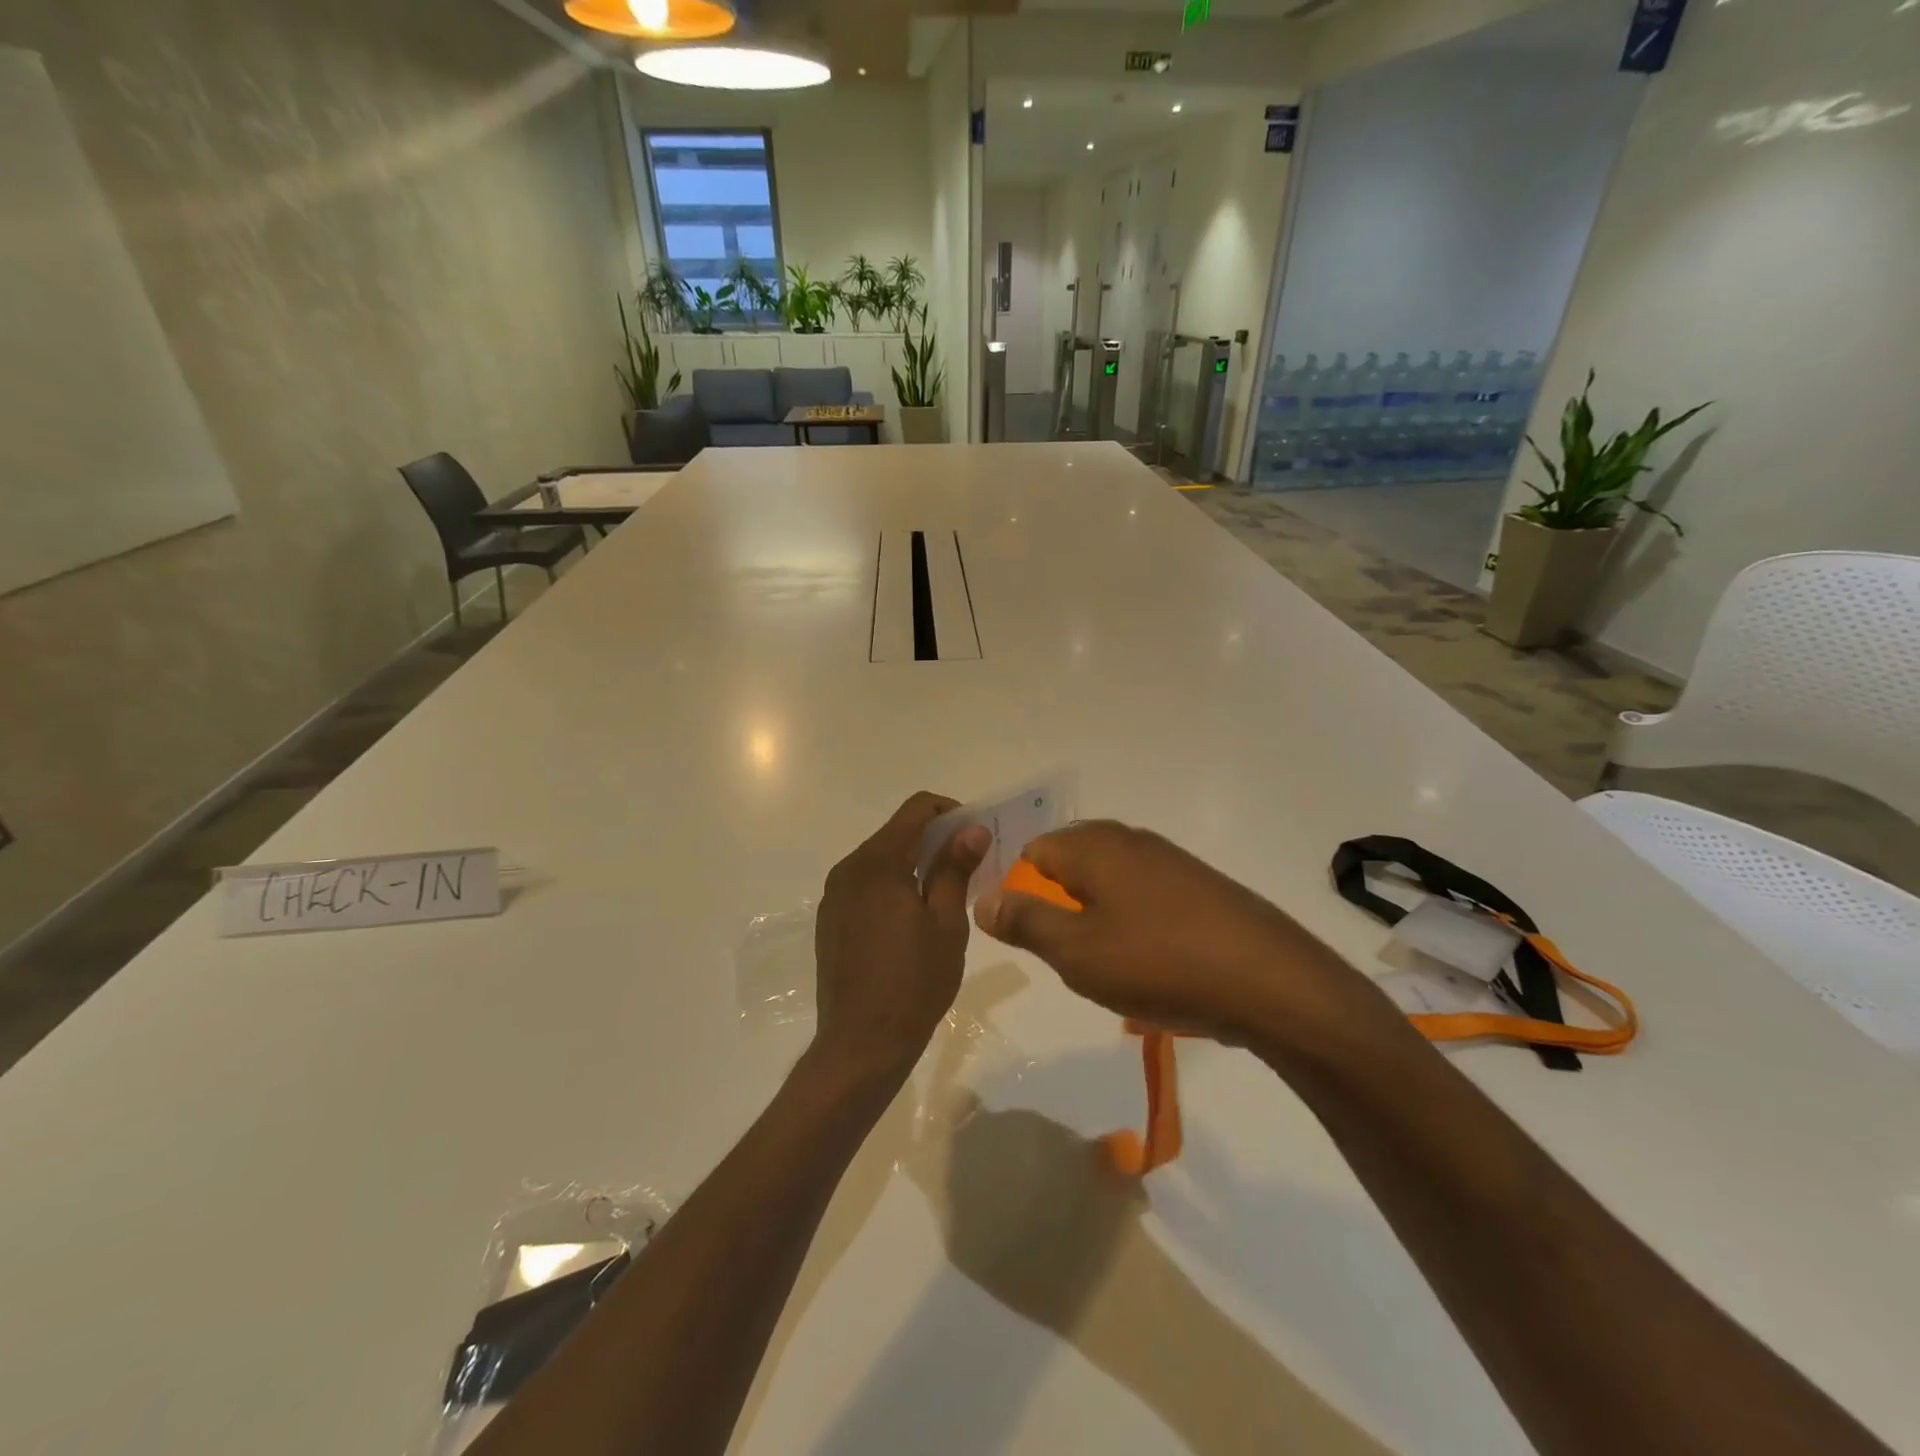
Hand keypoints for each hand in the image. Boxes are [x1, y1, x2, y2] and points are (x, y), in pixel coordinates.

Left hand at [813, 793, 991, 1084]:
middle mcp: (849, 869)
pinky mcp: (830, 920)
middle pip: (896, 833)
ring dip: (913, 863)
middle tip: (969, 864)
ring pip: (880, 860)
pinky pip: (866, 886)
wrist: (860, 1044)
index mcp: (877, 863)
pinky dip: (892, 885)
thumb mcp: (946, 923)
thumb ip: (955, 868)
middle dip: (934, 839)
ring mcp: (834, 896)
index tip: (975, 833)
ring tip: (945, 893)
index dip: (949, 811)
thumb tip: (972, 828)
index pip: (916, 810)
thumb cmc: (914, 982)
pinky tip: (912, 919)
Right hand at [972, 820, 1395, 1059]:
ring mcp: (1169, 860)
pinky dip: (1134, 924)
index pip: (1032, 852)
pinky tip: (1151, 964)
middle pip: (1071, 862)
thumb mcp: (1076, 951)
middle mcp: (1129, 839)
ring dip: (1097, 919)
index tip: (1029, 936)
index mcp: (1093, 845)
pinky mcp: (1199, 885)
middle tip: (1068, 955)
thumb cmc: (1158, 962)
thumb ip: (1024, 921)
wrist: (1270, 981)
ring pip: (1109, 881)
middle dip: (1059, 906)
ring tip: (1110, 967)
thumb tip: (981, 897)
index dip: (1019, 891)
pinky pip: (1145, 896)